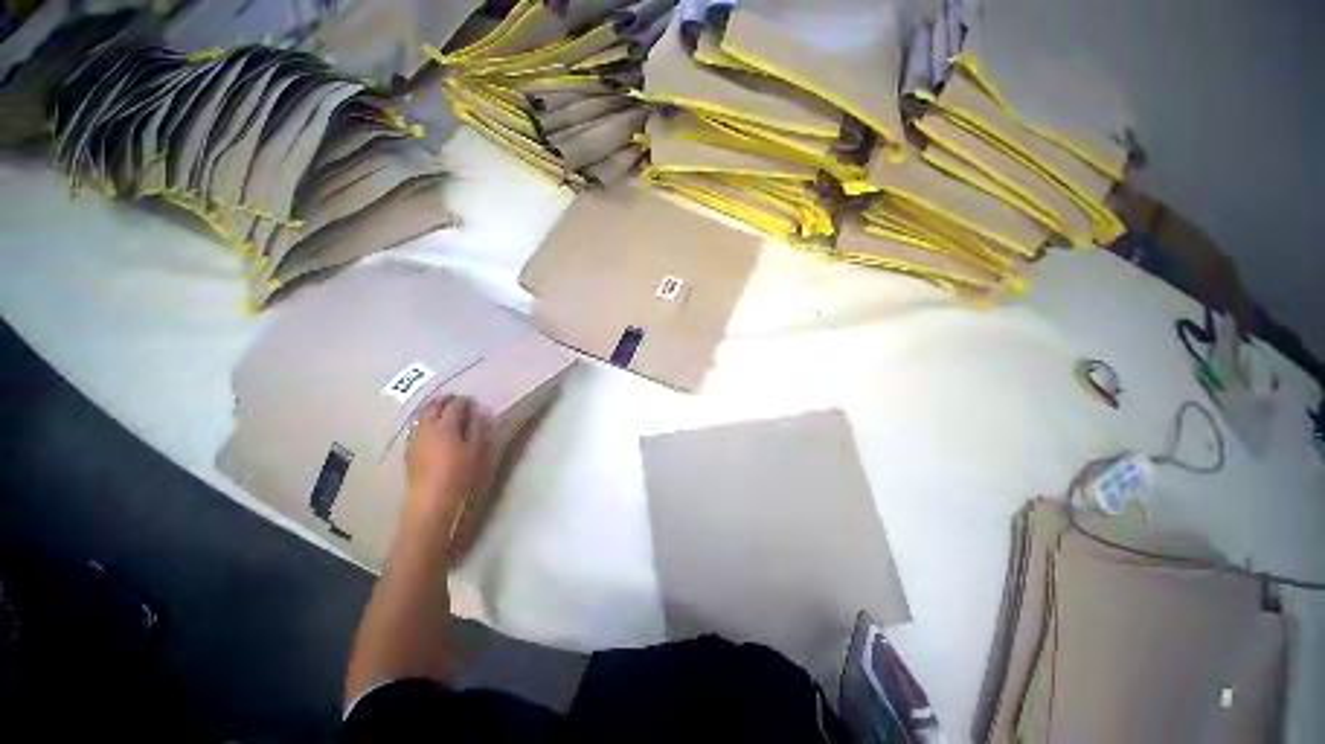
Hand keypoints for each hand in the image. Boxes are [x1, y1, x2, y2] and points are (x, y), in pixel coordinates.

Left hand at [403, 395, 494, 530]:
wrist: (430, 497)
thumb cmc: (458, 473)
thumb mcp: (475, 450)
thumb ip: (477, 429)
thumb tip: (480, 413)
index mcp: (446, 425)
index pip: (455, 406)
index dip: (464, 401)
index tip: (472, 400)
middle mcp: (427, 427)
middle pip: (433, 406)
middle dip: (444, 400)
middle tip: (455, 398)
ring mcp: (415, 437)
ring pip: (422, 415)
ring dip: (432, 409)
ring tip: (441, 409)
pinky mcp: (409, 449)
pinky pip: (417, 427)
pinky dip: (425, 421)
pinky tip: (430, 427)